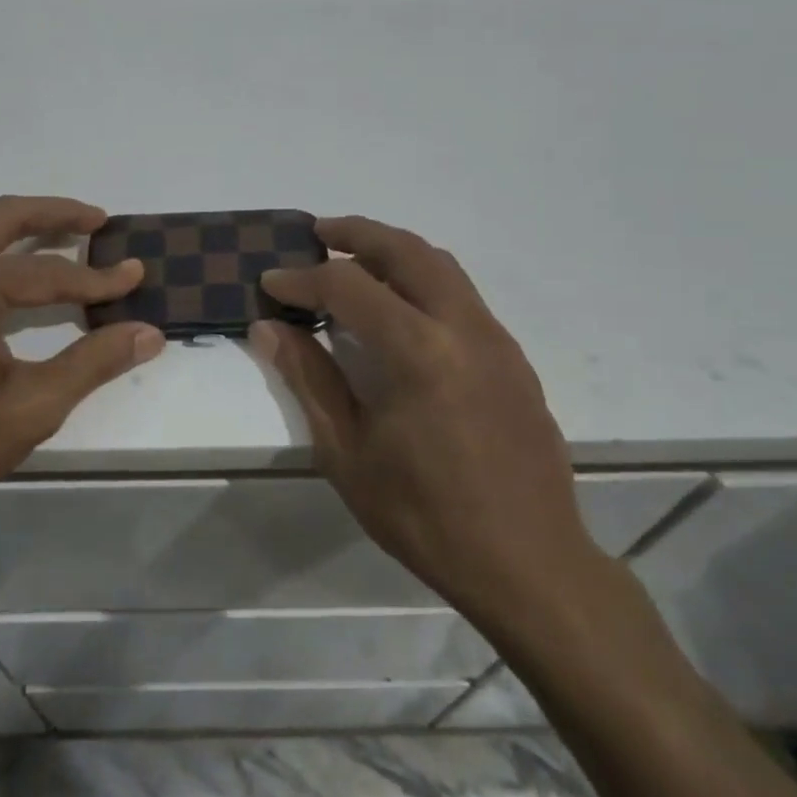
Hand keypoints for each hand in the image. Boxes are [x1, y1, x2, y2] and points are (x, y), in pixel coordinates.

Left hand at [0, 196, 163, 537]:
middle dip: (54, 214)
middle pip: (1, 217)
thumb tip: (149, 333)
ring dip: (17, 228)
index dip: (96, 277)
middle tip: (97, 221)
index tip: (135, 275)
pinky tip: (3, 274)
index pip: (45, 271)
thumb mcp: (28, 408)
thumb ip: (92, 363)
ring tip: (58, 239)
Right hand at [251, 217, 599, 627]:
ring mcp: (495, 339)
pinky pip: (461, 294)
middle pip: (405, 250)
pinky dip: (422, 279)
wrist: (529, 565)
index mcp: (418, 352)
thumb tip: (268, 329)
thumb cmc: (424, 516)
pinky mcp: (512, 356)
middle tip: (317, 232)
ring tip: (355, 257)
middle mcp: (462, 328)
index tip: (271, 283)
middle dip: (356, 233)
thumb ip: (309, 379)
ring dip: (393, 249)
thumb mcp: (348, 453)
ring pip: (441, 264)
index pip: (347, 286)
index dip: (302, 279)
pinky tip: (400, 308)